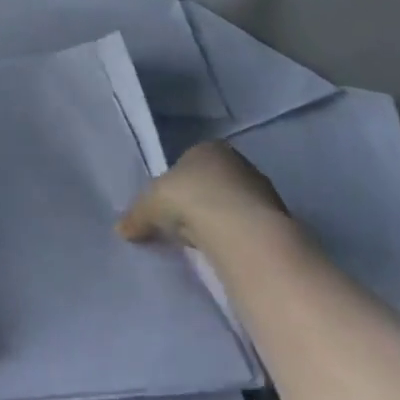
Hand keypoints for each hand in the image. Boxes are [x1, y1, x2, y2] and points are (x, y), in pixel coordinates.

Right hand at [118, 142, 289, 255]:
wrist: (240, 230)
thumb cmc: (190, 200)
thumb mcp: (149, 205)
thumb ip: (136, 215)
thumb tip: (121, 229)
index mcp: (208, 148)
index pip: (188, 162)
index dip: (176, 185)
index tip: (168, 207)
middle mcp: (238, 162)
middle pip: (212, 183)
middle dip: (199, 203)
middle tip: (183, 226)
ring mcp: (261, 190)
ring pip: (232, 205)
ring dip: (219, 221)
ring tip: (203, 244)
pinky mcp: (277, 218)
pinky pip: (247, 226)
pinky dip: (236, 237)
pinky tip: (224, 251)